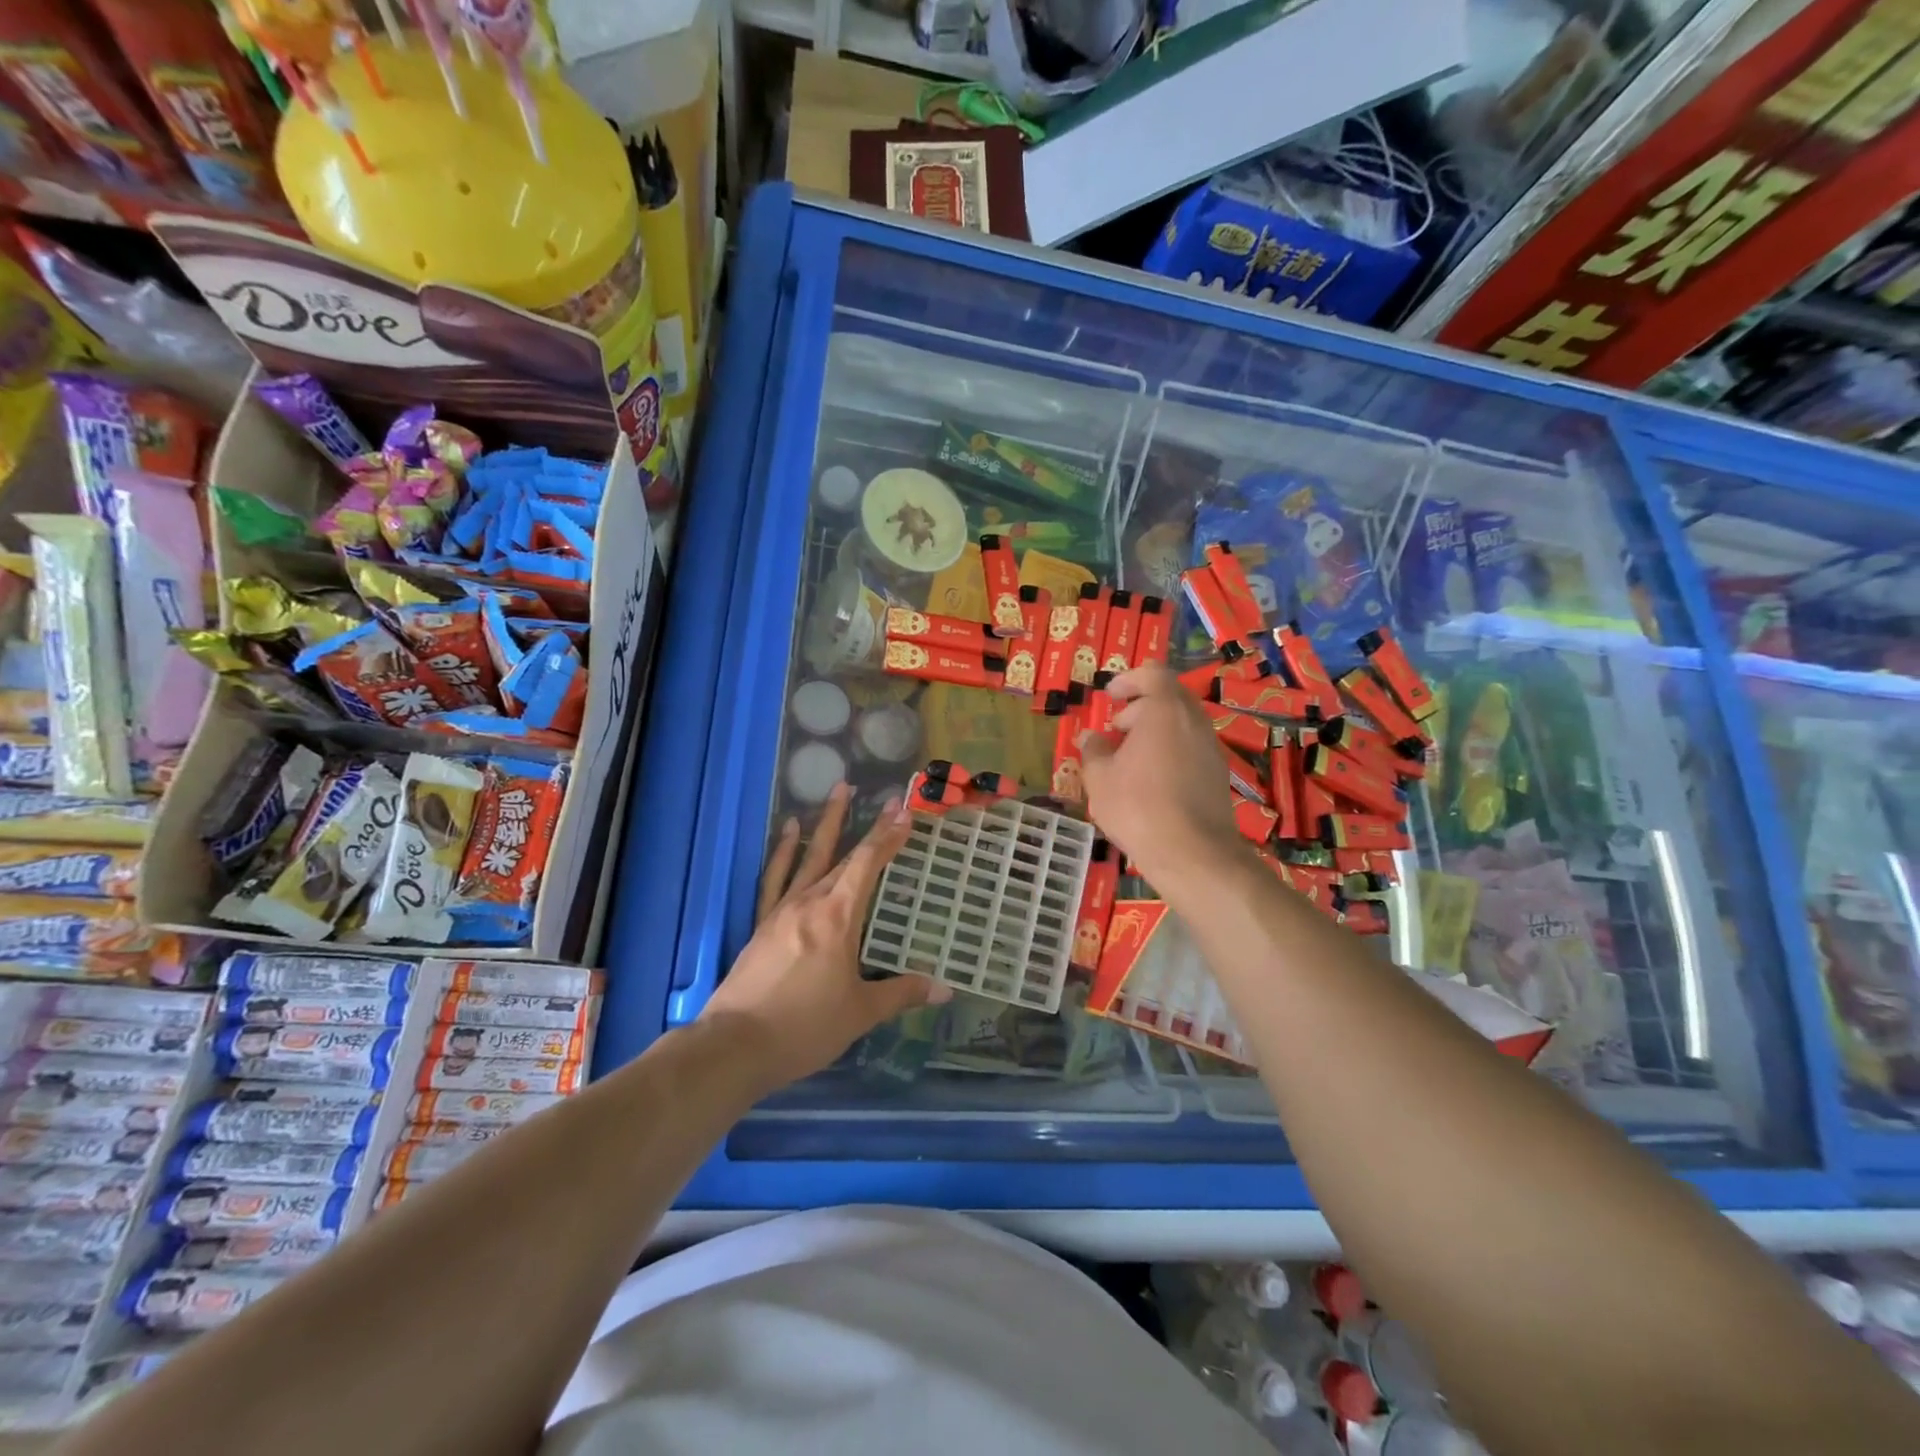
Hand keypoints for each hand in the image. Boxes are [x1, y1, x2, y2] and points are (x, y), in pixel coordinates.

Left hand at [701, 783, 949, 1090]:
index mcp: (838, 917)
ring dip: (827, 823)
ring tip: (838, 790)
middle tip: (887, 800)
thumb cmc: (805, 1027)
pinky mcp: (763, 923)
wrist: (736, 1045)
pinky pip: (775, 878)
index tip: (905, 812)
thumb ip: (902, 993)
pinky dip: (784, 852)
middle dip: (869, 827)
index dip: (888, 837)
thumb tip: (944, 988)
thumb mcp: (860, 1012)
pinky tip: (790, 831)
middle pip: (844, 855)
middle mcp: (811, 902)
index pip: (868, 865)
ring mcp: (782, 910)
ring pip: (810, 857)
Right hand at [1079, 664, 1245, 883]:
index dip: (1130, 679)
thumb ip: (1093, 751)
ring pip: (1182, 724)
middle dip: (1141, 707)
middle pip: (1170, 697)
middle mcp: (1194, 721)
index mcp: (1165, 711)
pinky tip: (1151, 781)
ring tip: (1130, 759)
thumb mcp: (1099, 779)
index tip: (1111, 696)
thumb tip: (1089, 737)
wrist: (1193, 853)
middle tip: (1116, 730)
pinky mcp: (1218, 773)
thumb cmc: (1138, 807)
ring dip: (1156, 731)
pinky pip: (1191, 747)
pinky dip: (1171, 750)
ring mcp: (1211, 747)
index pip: (1154, 674)